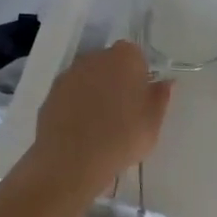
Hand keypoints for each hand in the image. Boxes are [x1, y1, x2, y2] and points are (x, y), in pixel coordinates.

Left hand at [35, 41, 171, 178]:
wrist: (71, 161)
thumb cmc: (122, 137)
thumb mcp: (153, 122)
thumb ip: (160, 97)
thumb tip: (166, 83)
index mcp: (125, 57)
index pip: (135, 55)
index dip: (139, 74)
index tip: (141, 97)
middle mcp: (95, 57)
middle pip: (110, 63)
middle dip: (116, 80)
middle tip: (123, 110)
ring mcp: (69, 75)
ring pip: (88, 78)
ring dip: (95, 92)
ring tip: (100, 123)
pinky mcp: (50, 94)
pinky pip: (70, 95)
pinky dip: (76, 106)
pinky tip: (81, 130)